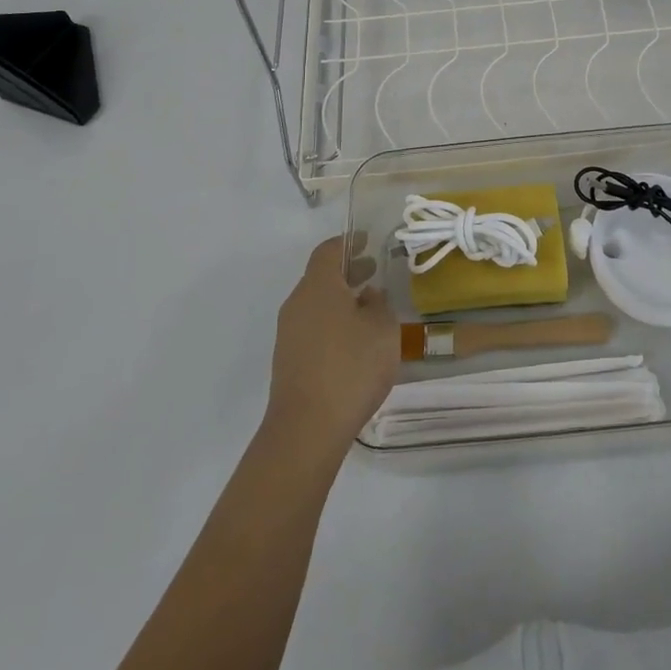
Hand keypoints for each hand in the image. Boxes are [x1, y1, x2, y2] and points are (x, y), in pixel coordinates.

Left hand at [264, 236, 398, 457]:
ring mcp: (288, 334)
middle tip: (375, 271)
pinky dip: (333, 322)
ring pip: (316, 304)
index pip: (328, 251)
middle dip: (348, 272)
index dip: (348, 242)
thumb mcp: (382, 329)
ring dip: (341, 300)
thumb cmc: (350, 367)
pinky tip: (354, 342)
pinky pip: (312, 328)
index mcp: (318, 286)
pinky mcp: (288, 361)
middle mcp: (297, 303)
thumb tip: (368, 295)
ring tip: (370, 309)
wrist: (306, 429)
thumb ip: (379, 304)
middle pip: (320, 277)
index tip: (367, 240)